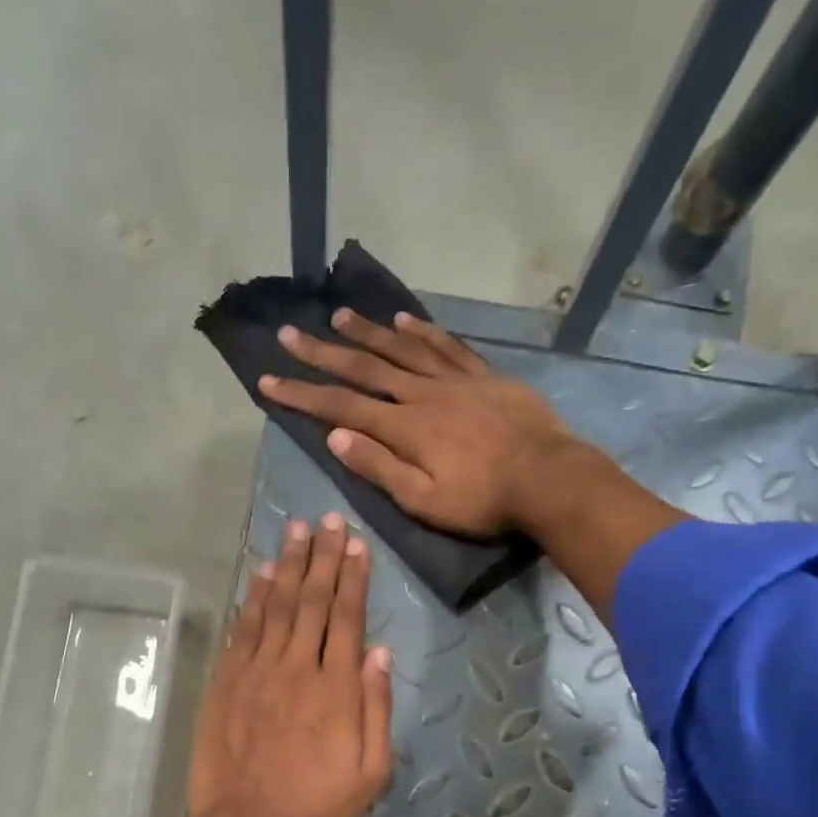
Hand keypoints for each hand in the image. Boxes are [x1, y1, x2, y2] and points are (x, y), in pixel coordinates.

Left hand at [188, 513, 393, 816]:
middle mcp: (297, 668)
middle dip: (323, 557)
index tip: (357, 544)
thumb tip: (379, 652)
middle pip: (313, 601)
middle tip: (328, 521)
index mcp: (336, 688)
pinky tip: (260, 574)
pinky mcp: (227, 682)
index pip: (347, 618)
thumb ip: (376, 708)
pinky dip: (252, 599)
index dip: (353, 578)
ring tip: (297, 530)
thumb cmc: (316, 806)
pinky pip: (243, 630)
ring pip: (276, 606)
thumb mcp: (371, 771)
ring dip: (288, 565)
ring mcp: (257, 672)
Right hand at [257, 310, 578, 536]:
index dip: (302, 394)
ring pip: (403, 348)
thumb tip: (336, 436)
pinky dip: (421, 330)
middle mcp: (422, 394)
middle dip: (323, 352)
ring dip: (368, 332)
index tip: (268, 380)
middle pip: (365, 369)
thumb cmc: (483, 500)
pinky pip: (447, 346)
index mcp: (404, 428)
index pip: (340, 407)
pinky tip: (404, 319)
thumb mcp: (423, 500)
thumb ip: (379, 467)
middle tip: (290, 333)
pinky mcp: (484, 376)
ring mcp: (455, 380)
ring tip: (338, 315)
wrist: (549, 478)